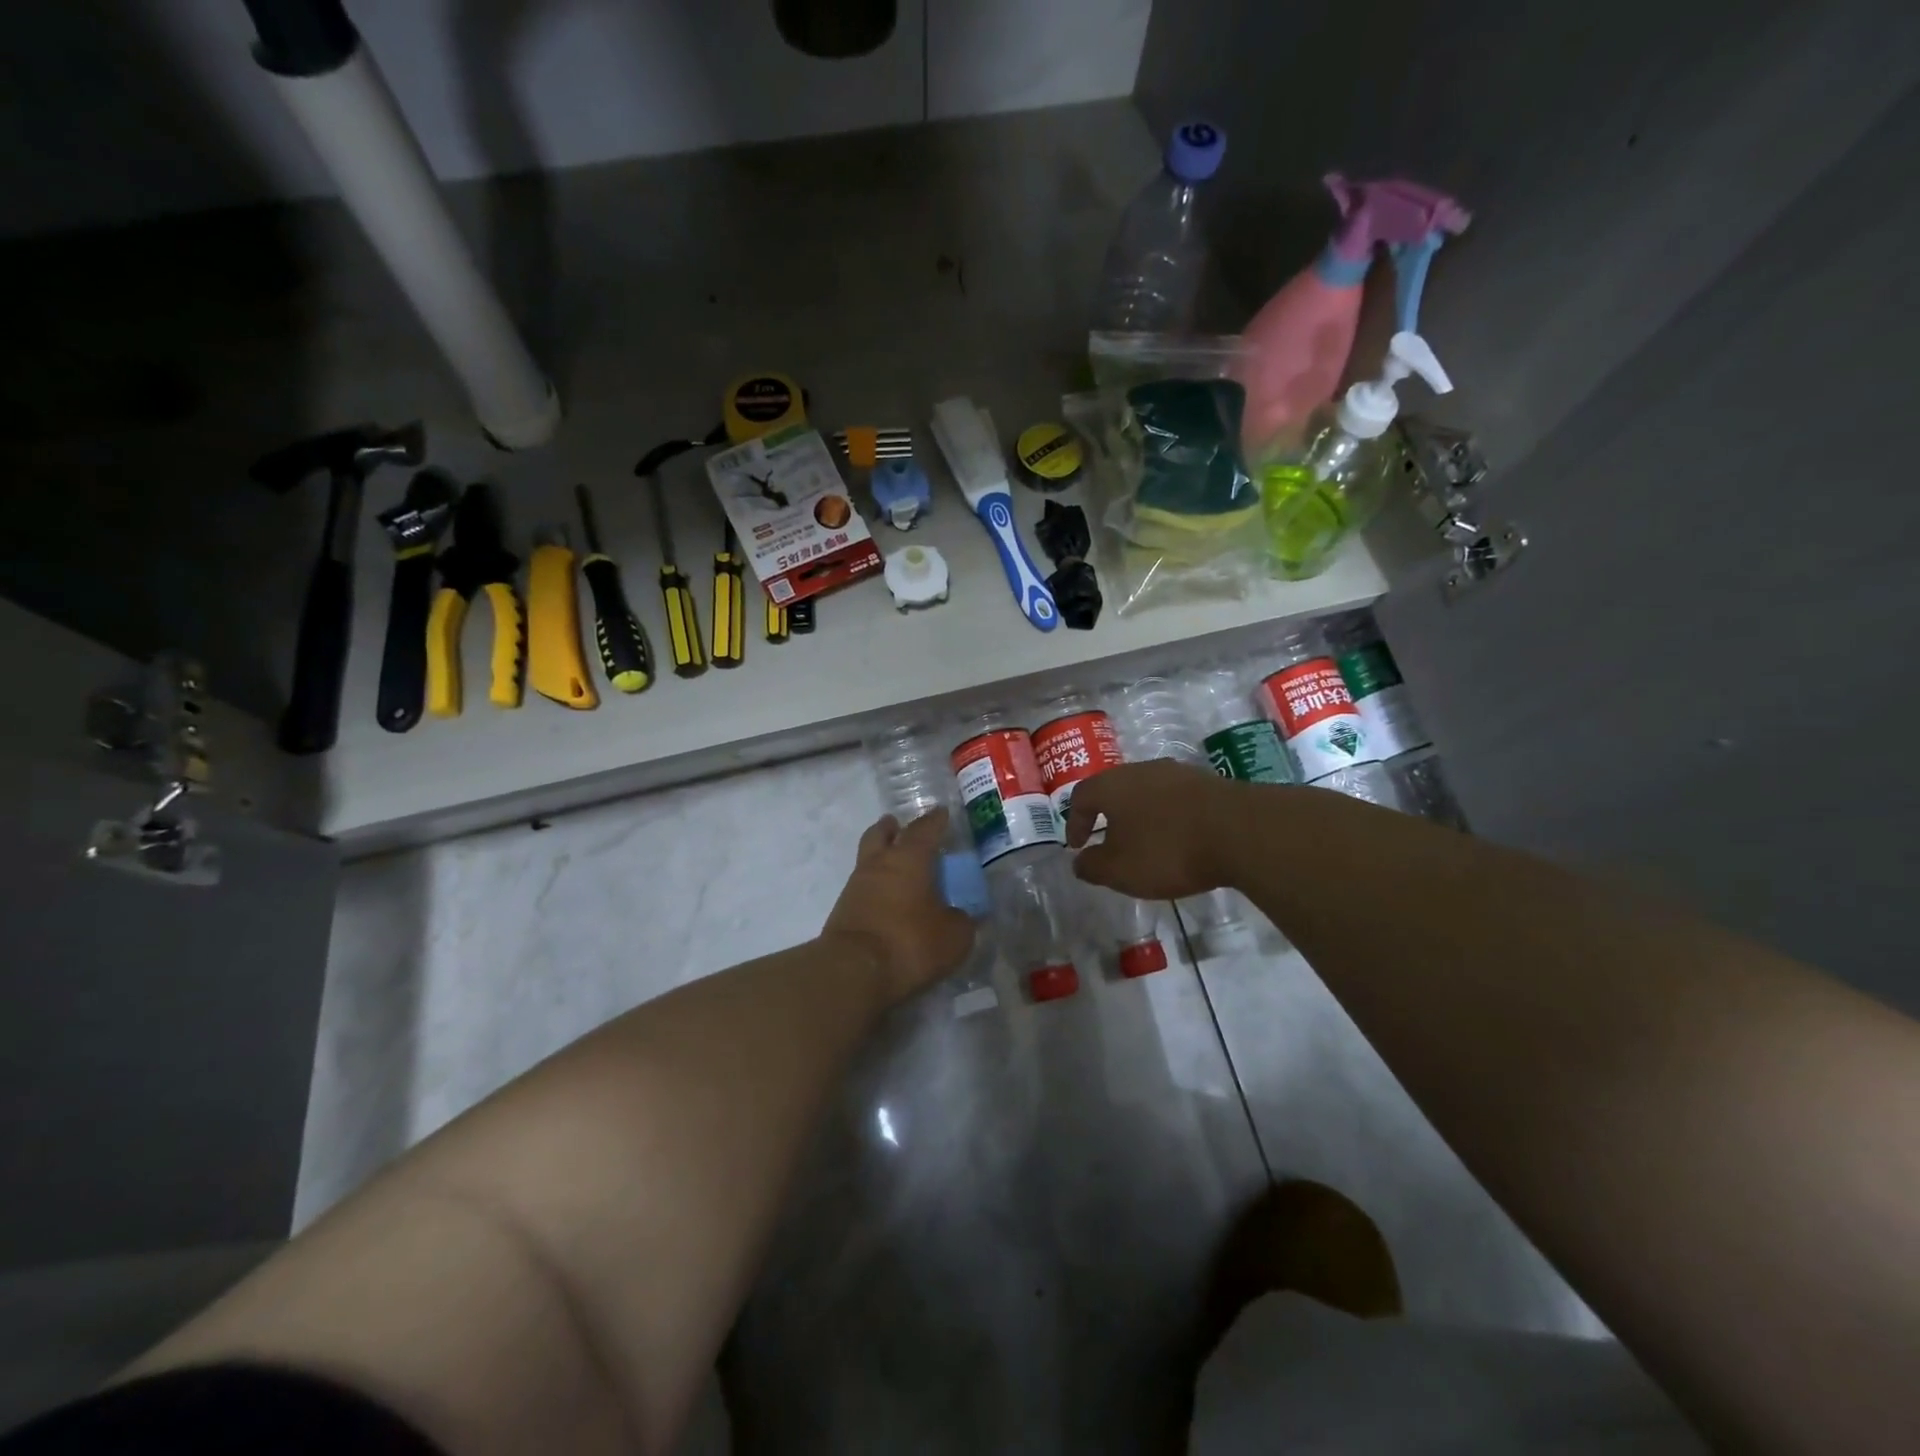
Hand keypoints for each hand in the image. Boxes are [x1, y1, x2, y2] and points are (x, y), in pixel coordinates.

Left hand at [822, 809, 977, 1001]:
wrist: (853, 971)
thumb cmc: (909, 942)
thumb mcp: (953, 937)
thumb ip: (962, 921)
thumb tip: (963, 916)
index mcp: (909, 858)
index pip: (925, 829)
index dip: (935, 820)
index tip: (942, 812)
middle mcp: (879, 864)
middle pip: (881, 834)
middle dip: (892, 828)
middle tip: (900, 826)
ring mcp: (856, 887)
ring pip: (868, 860)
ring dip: (881, 857)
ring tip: (897, 867)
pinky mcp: (843, 912)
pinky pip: (862, 888)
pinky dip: (875, 887)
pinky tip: (886, 900)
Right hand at [1066, 760, 1241, 898]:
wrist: (1240, 831)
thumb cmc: (1167, 850)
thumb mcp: (1120, 870)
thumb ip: (1092, 866)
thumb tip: (1080, 862)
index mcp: (1112, 785)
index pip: (1081, 796)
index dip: (1074, 822)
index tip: (1078, 846)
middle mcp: (1141, 770)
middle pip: (1115, 789)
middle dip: (1108, 815)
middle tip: (1109, 840)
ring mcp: (1177, 773)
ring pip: (1147, 791)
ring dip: (1141, 815)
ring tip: (1145, 841)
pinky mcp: (1207, 782)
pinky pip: (1175, 798)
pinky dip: (1169, 816)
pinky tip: (1179, 838)